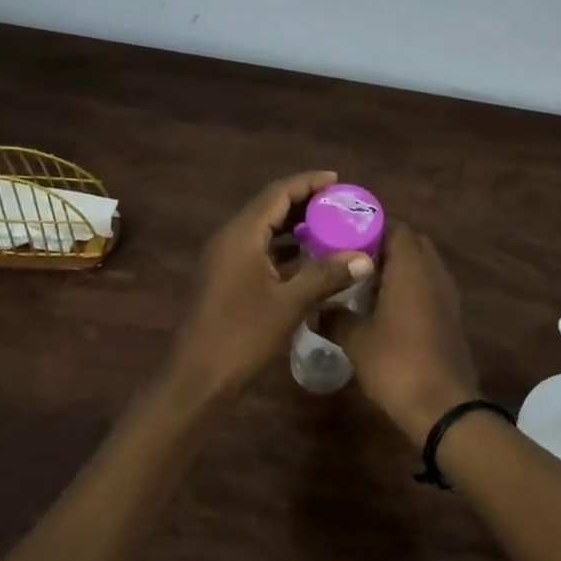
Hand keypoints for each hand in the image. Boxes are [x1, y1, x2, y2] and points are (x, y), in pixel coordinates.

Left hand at [168, 171, 375, 396]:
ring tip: (330, 226)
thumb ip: (326, 275)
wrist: (195, 379)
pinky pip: (258, 249)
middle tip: (339, 205)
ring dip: (294, 225)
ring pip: (263, 229)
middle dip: (304, 202)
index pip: (277, 193)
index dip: (308, 183)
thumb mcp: (289, 304)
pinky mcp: (225, 277)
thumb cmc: (241, 337)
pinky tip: (307, 258)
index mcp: (241, 235)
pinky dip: (283, 247)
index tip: (339, 181)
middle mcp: (229, 238)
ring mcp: (224, 259)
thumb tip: (365, 258)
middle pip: (269, 207)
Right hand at [329, 222, 478, 444]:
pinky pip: (429, 288)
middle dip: (384, 246)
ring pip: (422, 266)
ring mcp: (447, 296)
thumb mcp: (357, 341)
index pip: (395, 227)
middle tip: (353, 259)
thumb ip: (335, 318)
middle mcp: (434, 273)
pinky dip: (410, 288)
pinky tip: (385, 308)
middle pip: (412, 243)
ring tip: (365, 282)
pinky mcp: (451, 318)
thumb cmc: (397, 364)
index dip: (370, 227)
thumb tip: (315, 310)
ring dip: (398, 268)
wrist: (443, 407)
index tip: (344, 236)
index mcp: (412, 268)